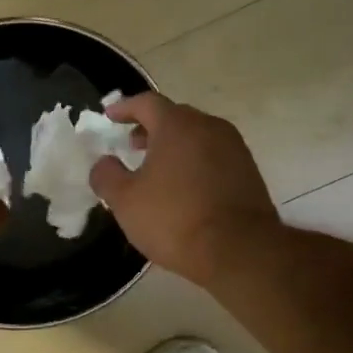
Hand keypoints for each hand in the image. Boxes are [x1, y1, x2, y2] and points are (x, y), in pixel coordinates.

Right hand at [90, 93, 278, 285]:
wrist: (238, 250)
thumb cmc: (174, 219)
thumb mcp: (125, 201)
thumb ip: (107, 176)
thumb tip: (103, 163)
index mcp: (177, 125)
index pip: (146, 102)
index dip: (124, 108)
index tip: (110, 116)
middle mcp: (209, 127)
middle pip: (175, 116)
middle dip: (150, 127)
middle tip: (132, 144)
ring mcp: (234, 148)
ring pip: (197, 136)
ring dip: (174, 146)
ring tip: (157, 168)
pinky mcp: (249, 171)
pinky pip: (214, 156)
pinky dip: (194, 162)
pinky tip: (184, 187)